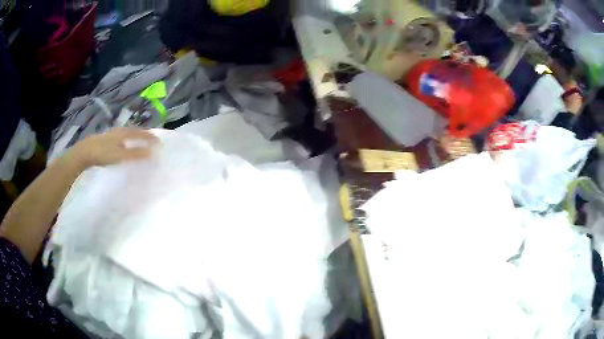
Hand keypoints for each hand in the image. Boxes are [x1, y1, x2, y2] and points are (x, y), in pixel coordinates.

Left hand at [70, 128, 158, 167]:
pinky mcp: (105, 141)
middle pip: (134, 131)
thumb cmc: (103, 153)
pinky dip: (127, 142)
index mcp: (124, 132)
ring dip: (135, 138)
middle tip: (151, 141)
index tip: (160, 142)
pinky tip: (124, 147)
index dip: (151, 137)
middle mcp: (119, 131)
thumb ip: (136, 154)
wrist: (84, 153)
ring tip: (140, 143)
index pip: (141, 133)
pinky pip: (120, 139)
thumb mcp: (121, 155)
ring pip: (127, 135)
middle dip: (144, 135)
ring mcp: (111, 135)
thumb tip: (153, 152)